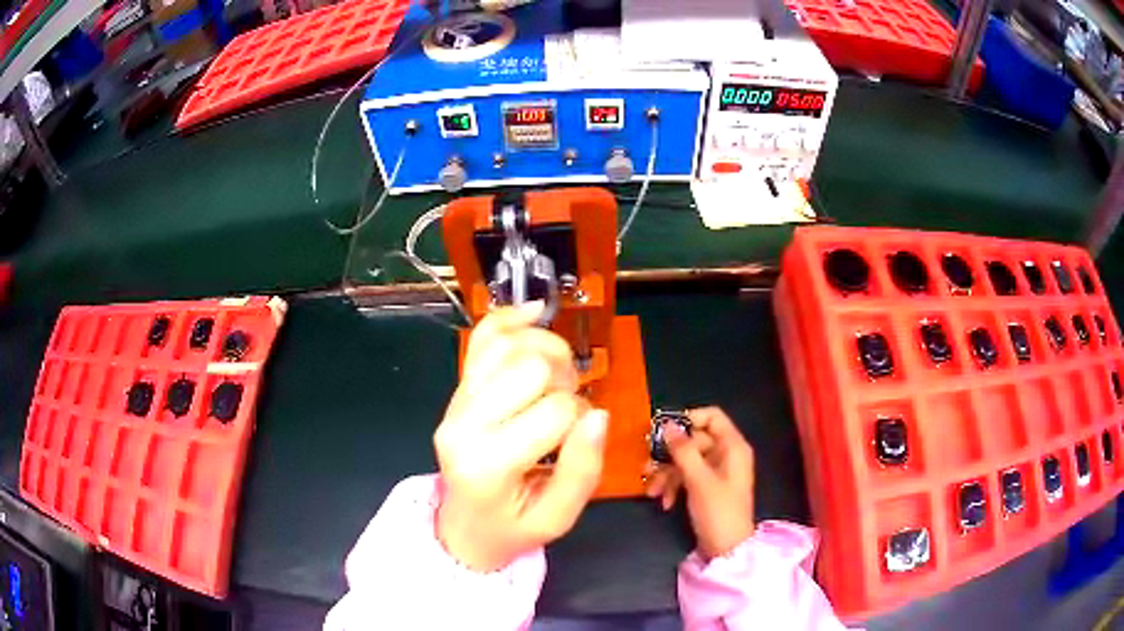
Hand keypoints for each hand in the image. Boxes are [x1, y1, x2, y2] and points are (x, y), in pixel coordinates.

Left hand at [434, 302, 607, 571]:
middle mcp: (462, 425)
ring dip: (546, 350)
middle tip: (568, 406)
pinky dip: (510, 318)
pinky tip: (535, 313)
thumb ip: (582, 470)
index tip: (576, 440)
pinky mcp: (457, 391)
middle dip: (565, 380)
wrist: (464, 528)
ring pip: (506, 344)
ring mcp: (454, 403)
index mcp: (488, 465)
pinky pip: (481, 339)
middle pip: (530, 367)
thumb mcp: (558, 518)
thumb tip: (599, 414)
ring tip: (557, 377)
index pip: (555, 411)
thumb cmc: (513, 527)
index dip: (581, 418)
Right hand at [644, 407, 754, 558]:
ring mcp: (716, 472)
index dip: (688, 419)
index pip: (712, 416)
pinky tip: (664, 502)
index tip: (663, 430)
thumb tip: (667, 424)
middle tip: (646, 465)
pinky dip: (674, 486)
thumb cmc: (719, 511)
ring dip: (667, 474)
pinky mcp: (706, 487)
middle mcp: (726, 454)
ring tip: (651, 491)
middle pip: (693, 441)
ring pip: (686, 460)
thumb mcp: (699, 480)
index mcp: (732, 446)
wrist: (727, 549)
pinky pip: (686, 477)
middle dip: (669, 455)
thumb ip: (683, 451)